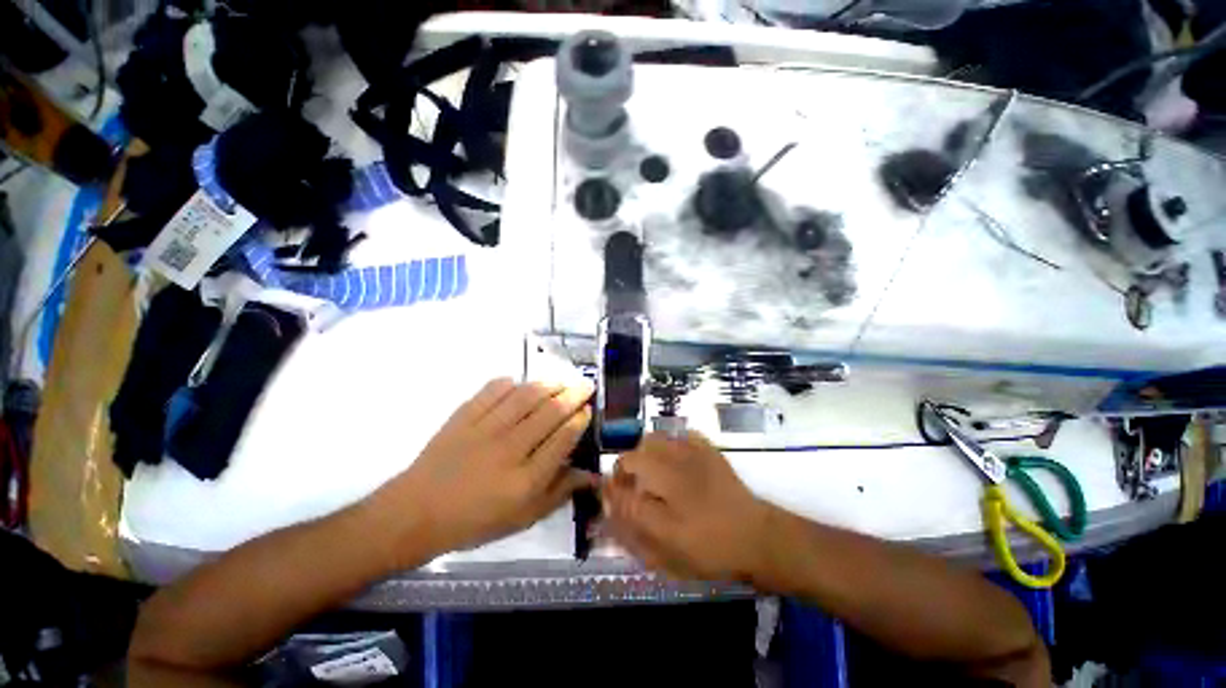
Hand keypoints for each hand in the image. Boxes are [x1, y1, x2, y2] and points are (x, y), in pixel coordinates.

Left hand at [375, 378, 595, 559]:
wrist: (417, 514)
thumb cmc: (476, 521)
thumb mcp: (524, 517)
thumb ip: (560, 492)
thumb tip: (593, 475)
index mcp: (525, 480)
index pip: (562, 439)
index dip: (579, 420)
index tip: (588, 410)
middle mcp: (509, 449)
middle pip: (550, 412)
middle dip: (573, 394)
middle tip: (586, 386)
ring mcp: (485, 429)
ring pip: (526, 396)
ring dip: (549, 384)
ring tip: (562, 381)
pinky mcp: (464, 417)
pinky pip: (493, 390)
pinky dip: (510, 383)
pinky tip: (520, 384)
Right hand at [602, 431, 771, 581]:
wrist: (758, 538)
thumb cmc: (710, 545)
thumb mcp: (666, 542)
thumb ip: (633, 515)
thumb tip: (610, 497)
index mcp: (662, 475)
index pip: (624, 468)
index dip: (615, 484)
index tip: (617, 502)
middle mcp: (674, 455)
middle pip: (639, 449)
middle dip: (631, 468)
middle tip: (637, 493)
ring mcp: (694, 449)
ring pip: (658, 440)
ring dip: (648, 455)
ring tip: (655, 478)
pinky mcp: (709, 451)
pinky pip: (683, 437)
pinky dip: (673, 447)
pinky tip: (678, 465)